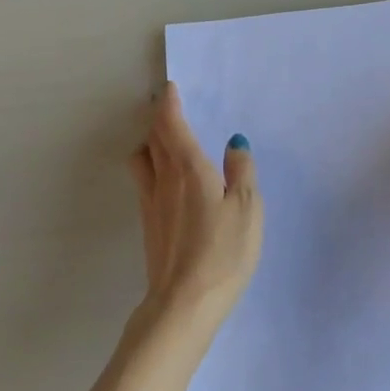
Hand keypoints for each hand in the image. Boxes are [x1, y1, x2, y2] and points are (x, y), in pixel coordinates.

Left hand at [129, 83, 262, 323]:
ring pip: (142, 160)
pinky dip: (152, 167)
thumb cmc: (223, 252)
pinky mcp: (149, 225)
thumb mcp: (247, 208)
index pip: (171, 124)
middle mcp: (162, 180)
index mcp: (188, 168)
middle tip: (167, 106)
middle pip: (153, 138)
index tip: (169, 88)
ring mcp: (150, 204)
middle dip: (158, 118)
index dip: (168, 103)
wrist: (185, 301)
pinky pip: (145, 182)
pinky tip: (168, 181)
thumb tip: (234, 143)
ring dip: (150, 143)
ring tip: (165, 142)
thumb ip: (241, 171)